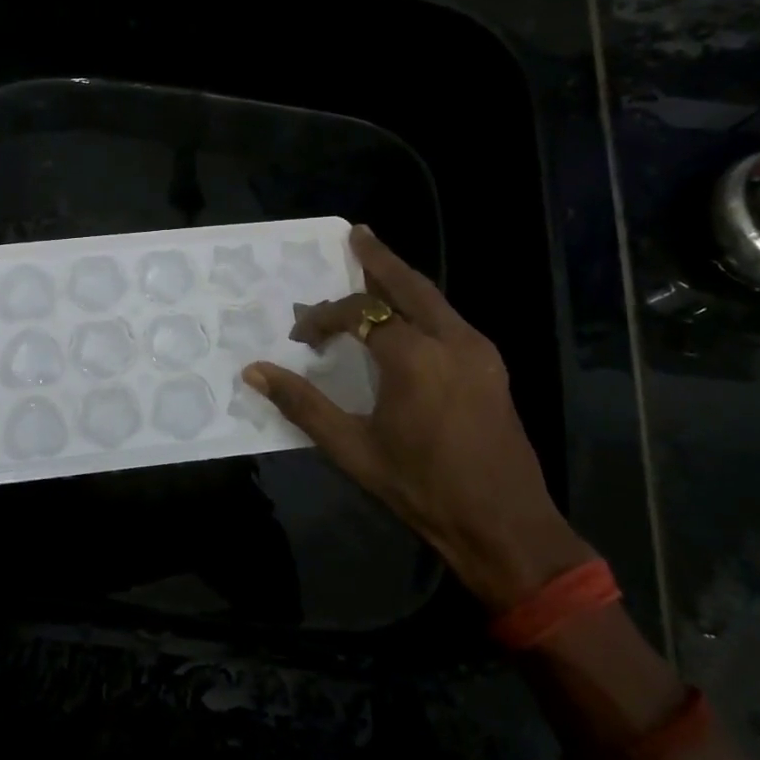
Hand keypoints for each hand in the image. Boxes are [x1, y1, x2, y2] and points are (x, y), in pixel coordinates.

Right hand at [243, 225, 591, 612]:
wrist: (504, 525)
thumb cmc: (422, 489)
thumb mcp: (353, 450)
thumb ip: (303, 405)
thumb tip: (255, 371)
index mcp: (414, 358)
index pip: (359, 315)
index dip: (324, 318)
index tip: (301, 337)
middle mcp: (451, 340)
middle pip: (409, 285)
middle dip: (379, 259)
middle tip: (356, 234)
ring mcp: (479, 351)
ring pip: (435, 299)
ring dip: (402, 281)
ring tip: (377, 265)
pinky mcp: (492, 366)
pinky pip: (450, 320)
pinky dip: (423, 305)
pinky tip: (409, 314)